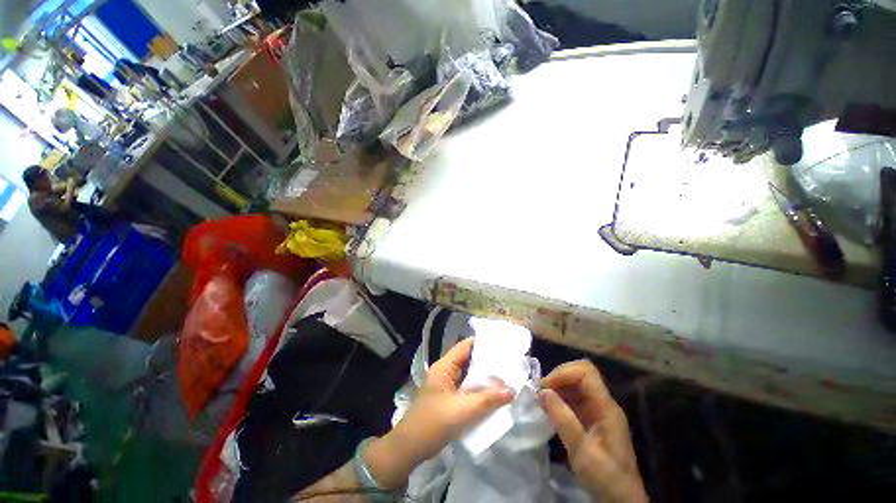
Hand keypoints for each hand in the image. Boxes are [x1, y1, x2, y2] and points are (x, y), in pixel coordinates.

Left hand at [366, 338, 512, 488]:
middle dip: (486, 362)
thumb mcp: (463, 410)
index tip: (501, 345)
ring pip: (468, 375)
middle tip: (507, 363)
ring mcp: (446, 386)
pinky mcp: (448, 399)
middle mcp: (445, 372)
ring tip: (505, 376)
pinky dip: (478, 389)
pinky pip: (466, 389)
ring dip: (483, 377)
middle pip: (468, 360)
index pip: (465, 346)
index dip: (482, 344)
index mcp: (444, 367)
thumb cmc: (434, 423)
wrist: (410, 449)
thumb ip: (487, 399)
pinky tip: (492, 394)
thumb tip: (511, 390)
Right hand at [539, 360, 647, 502]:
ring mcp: (596, 411)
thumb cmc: (605, 478)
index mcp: (606, 407)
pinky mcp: (590, 420)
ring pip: (574, 386)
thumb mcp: (582, 451)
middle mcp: (602, 403)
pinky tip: (549, 411)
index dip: (564, 373)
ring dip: (556, 389)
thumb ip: (563, 419)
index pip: (586, 372)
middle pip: (579, 375)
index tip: (546, 387)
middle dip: (557, 379)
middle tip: (540, 393)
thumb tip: (542, 391)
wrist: (620, 502)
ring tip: (541, 402)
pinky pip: (572, 400)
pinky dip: (559, 400)